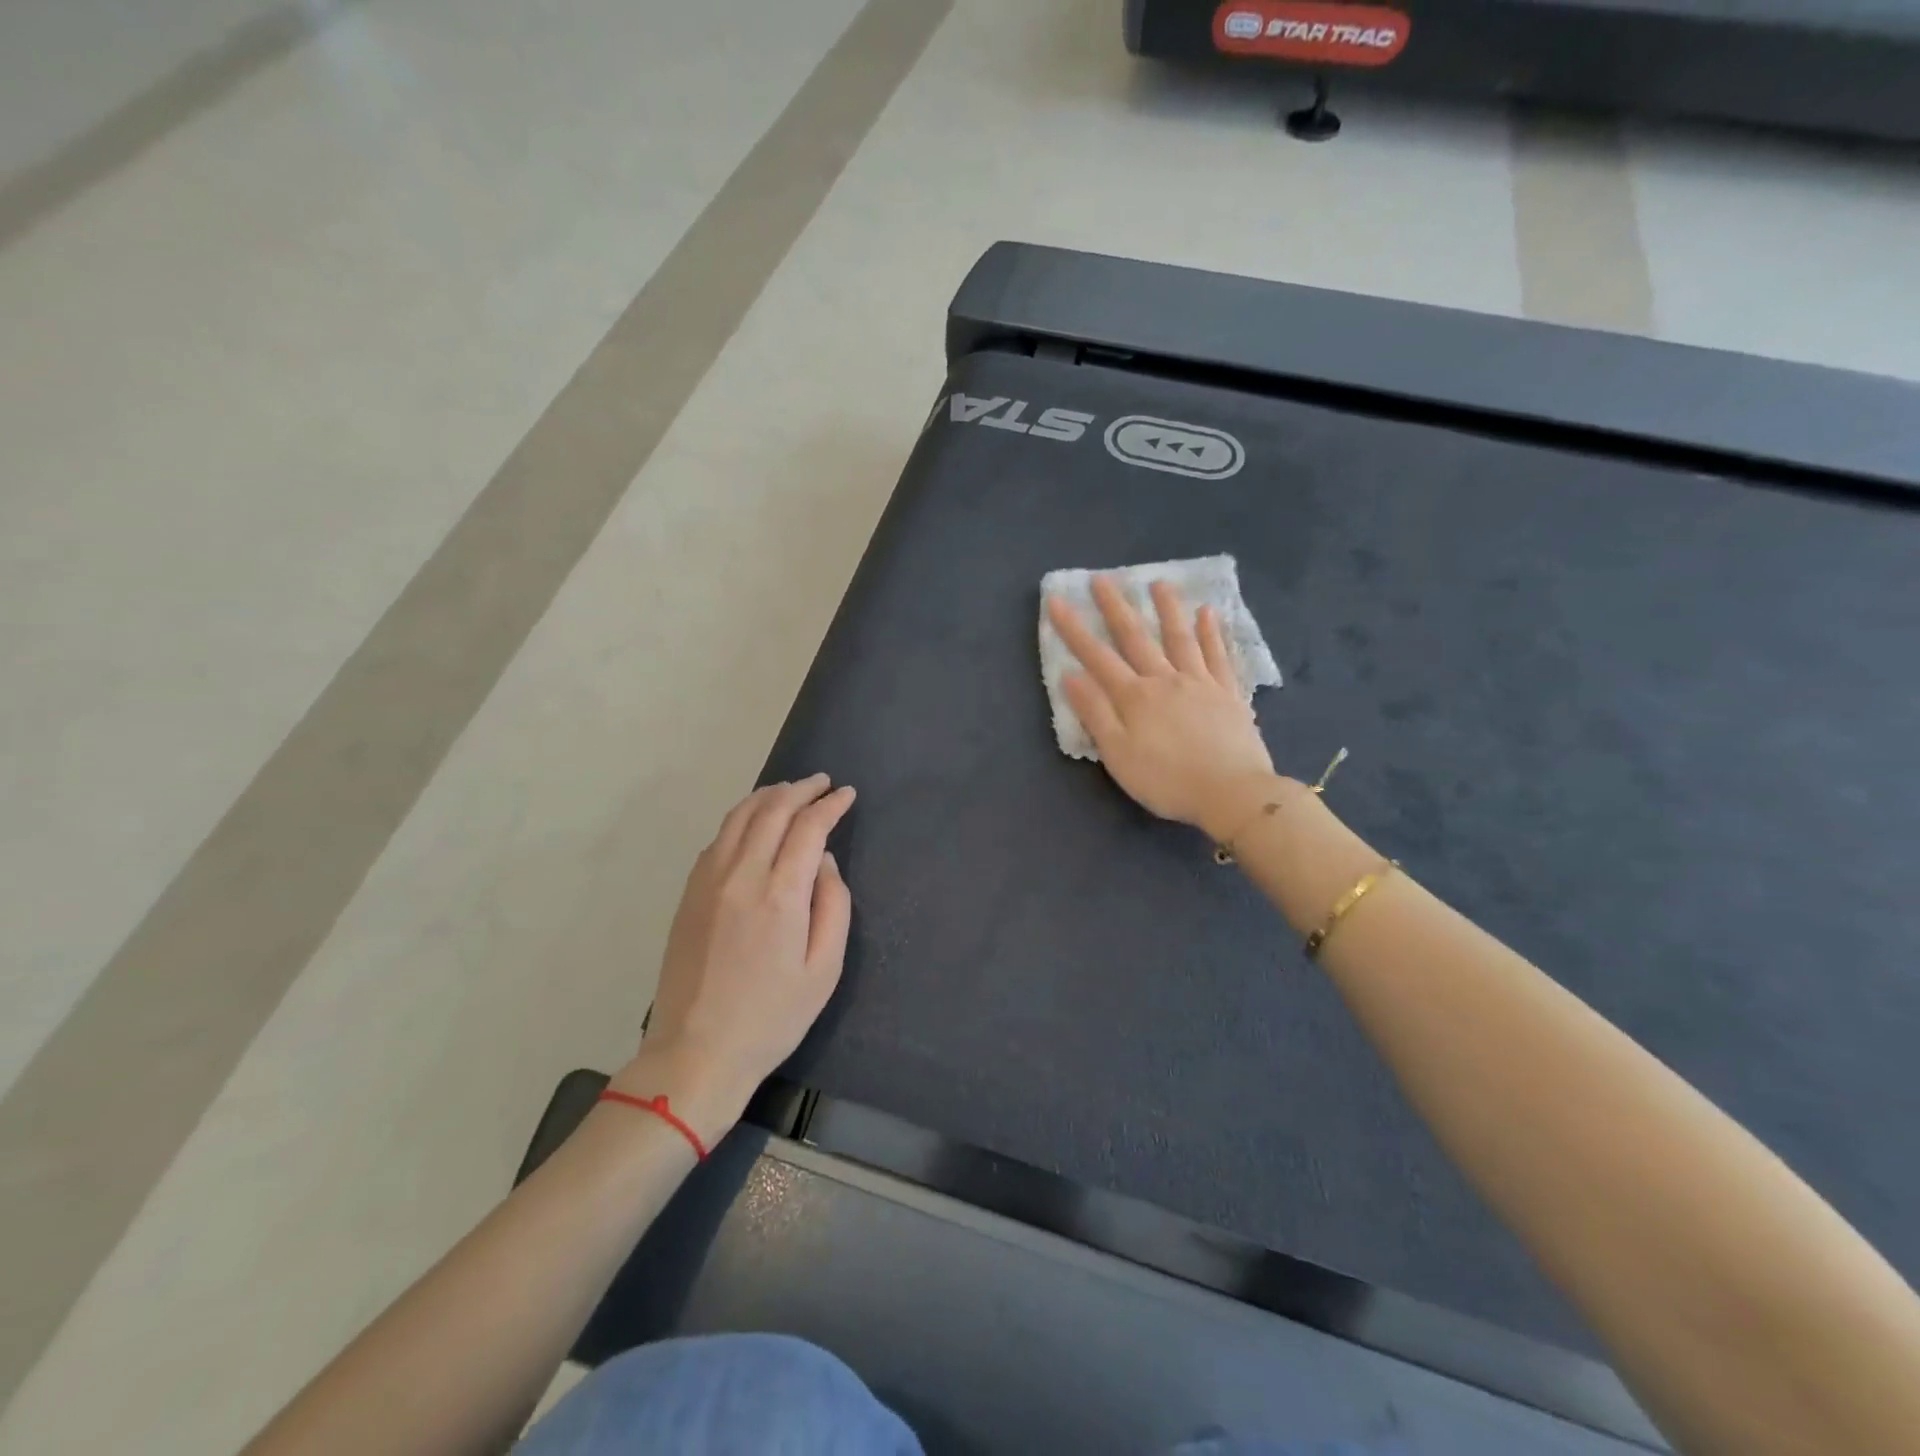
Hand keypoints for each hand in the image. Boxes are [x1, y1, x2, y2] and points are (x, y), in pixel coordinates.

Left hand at [612, 775, 855, 1145]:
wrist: (697, 1052)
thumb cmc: (772, 1017)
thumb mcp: (824, 970)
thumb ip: (834, 906)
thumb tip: (825, 862)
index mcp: (780, 895)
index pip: (808, 828)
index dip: (831, 805)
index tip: (848, 795)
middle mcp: (741, 875)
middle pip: (772, 810)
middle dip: (801, 789)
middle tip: (823, 783)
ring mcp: (708, 881)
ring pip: (739, 816)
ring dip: (768, 796)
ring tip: (790, 790)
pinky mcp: (689, 893)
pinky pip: (718, 838)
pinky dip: (742, 817)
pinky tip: (754, 822)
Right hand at [1048, 576, 1277, 839]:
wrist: (1232, 793)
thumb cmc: (1167, 780)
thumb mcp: (1118, 755)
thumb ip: (1095, 714)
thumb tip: (1070, 676)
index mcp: (1134, 697)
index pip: (1096, 656)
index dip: (1074, 628)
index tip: (1056, 600)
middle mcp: (1165, 680)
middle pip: (1136, 638)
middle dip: (1115, 607)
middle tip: (1102, 578)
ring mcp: (1200, 683)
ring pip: (1180, 638)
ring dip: (1167, 608)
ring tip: (1159, 582)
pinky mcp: (1228, 694)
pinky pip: (1218, 655)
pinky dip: (1212, 633)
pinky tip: (1208, 614)